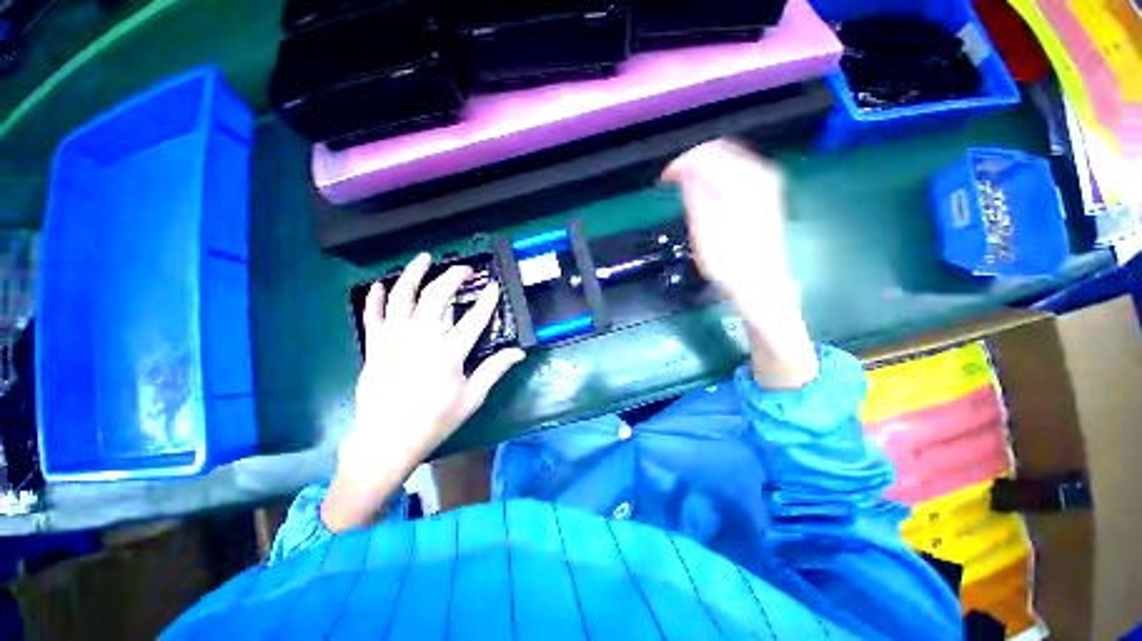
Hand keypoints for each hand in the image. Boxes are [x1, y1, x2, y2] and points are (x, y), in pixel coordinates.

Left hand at [322, 253, 524, 530]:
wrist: (386, 442)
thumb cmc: (433, 422)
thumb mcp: (471, 399)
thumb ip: (494, 371)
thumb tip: (519, 353)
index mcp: (447, 355)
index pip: (473, 319)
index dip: (487, 301)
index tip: (495, 286)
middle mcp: (420, 340)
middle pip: (436, 298)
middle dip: (453, 278)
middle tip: (465, 270)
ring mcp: (393, 341)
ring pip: (402, 298)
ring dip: (413, 274)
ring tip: (424, 258)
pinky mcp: (374, 347)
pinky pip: (373, 316)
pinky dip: (376, 298)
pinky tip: (381, 284)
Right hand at [662, 140, 817, 388]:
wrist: (761, 286)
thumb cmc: (729, 263)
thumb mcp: (705, 230)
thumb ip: (697, 194)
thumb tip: (687, 169)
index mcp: (742, 182)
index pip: (708, 154)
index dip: (682, 163)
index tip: (664, 179)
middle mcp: (759, 175)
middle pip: (722, 151)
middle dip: (693, 163)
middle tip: (673, 182)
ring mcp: (766, 185)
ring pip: (730, 160)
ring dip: (705, 170)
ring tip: (686, 188)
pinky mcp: (767, 196)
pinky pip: (738, 173)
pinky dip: (718, 178)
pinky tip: (707, 193)